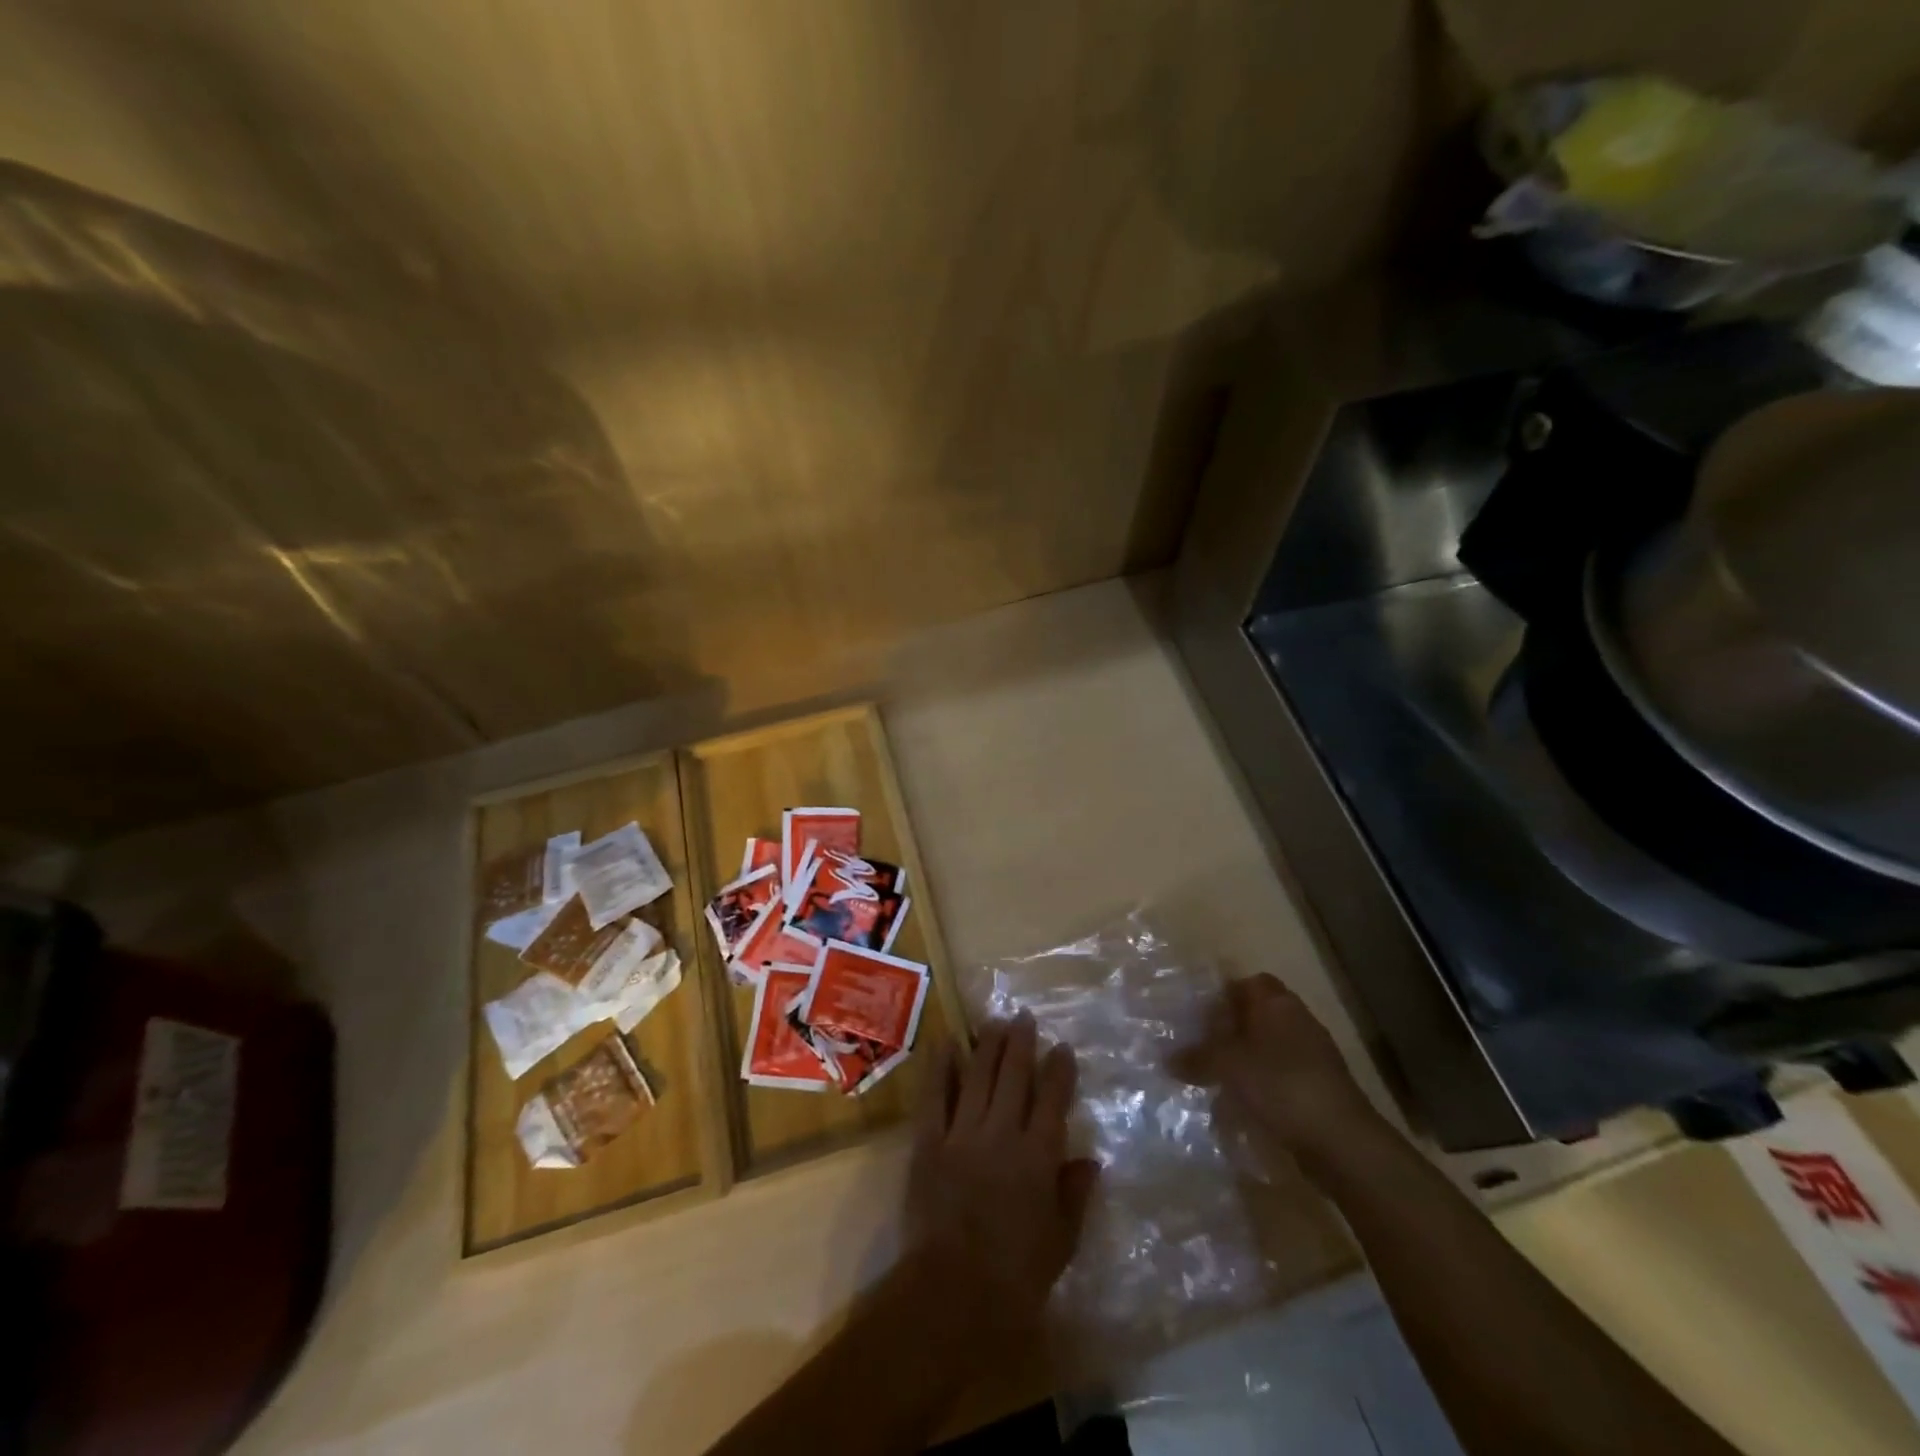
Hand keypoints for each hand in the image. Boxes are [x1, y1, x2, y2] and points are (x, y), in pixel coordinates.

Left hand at [905, 1014, 1098, 1332]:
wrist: (953, 1291)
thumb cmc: (1016, 1276)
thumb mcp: (1061, 1242)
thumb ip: (1075, 1196)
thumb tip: (1090, 1159)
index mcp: (1038, 1156)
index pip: (1052, 1100)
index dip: (1059, 1070)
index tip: (1062, 1047)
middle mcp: (1002, 1133)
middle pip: (1014, 1076)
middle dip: (1021, 1043)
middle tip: (1023, 1016)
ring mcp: (962, 1133)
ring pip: (977, 1076)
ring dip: (986, 1045)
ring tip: (994, 1020)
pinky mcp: (929, 1142)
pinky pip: (934, 1096)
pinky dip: (939, 1067)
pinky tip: (945, 1042)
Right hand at [1177, 974, 1383, 1178]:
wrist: (1342, 1143)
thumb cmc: (1281, 1086)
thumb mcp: (1228, 1066)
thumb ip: (1197, 1057)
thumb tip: (1168, 1058)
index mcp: (1278, 1004)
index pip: (1250, 983)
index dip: (1224, 994)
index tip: (1199, 1013)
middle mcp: (1298, 1022)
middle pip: (1258, 1016)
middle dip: (1230, 1030)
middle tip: (1199, 1045)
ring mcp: (1313, 1057)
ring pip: (1268, 1048)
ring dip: (1243, 1060)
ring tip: (1213, 1078)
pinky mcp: (1318, 1090)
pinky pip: (1280, 1078)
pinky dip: (1260, 1086)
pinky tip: (1240, 1105)